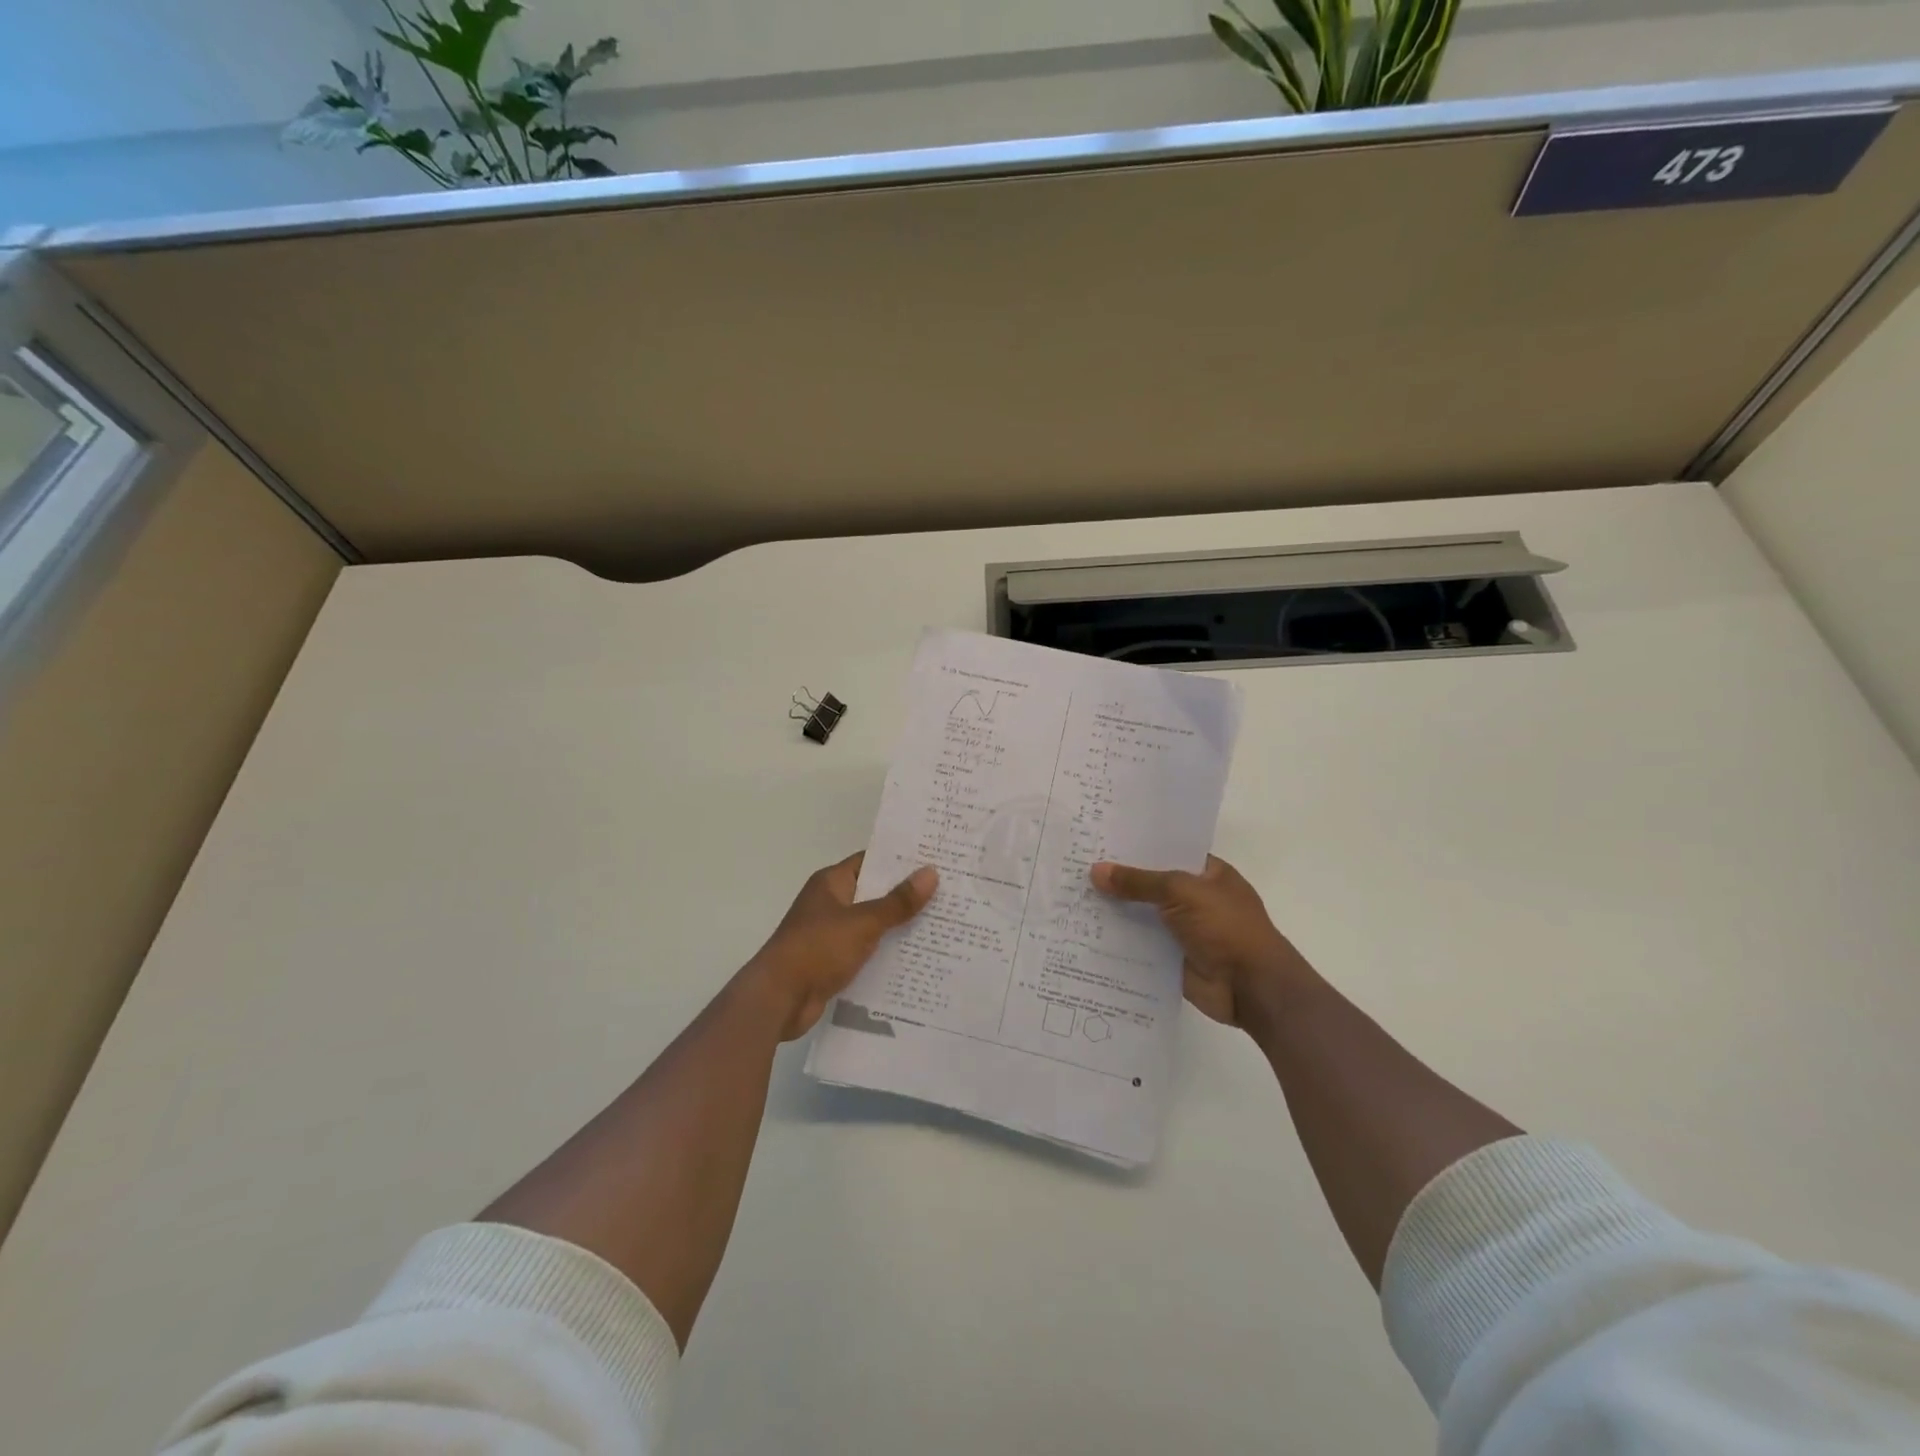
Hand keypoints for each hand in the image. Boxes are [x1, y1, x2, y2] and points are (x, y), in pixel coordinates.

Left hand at [743, 853, 937, 1039]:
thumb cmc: (817, 949)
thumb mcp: (863, 922)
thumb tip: (931, 873)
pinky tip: (917, 958)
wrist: (779, 999)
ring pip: (873, 924)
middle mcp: (831, 903)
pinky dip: (887, 953)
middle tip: (949, 892)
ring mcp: (831, 934)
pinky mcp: (834, 962)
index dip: (902, 860)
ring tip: (942, 925)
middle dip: (907, 895)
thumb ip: (897, 901)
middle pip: (875, 893)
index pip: (872, 861)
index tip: (936, 859)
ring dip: (899, 926)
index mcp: (832, 883)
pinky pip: (867, 951)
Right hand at [1090, 855, 1316, 1027]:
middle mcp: (1195, 898)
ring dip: (1115, 911)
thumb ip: (1139, 882)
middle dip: (1119, 879)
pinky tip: (1086, 932)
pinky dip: (1118, 941)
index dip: (1137, 846)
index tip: (1100, 839)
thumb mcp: (1181, 892)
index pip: (1167, 851)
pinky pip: (1139, 945)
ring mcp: (1183, 929)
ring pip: (1142, 915)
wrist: (1251, 987)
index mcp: (1207, 873)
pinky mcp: (1171, 957)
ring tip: (1073, 896)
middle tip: (1076, 865)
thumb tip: (1097, 871)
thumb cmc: (1226, 927)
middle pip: (1151, 884)